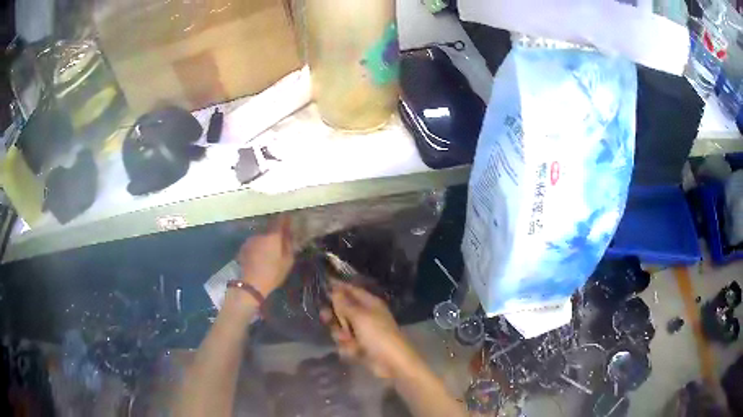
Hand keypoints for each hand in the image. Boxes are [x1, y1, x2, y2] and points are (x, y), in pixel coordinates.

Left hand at [237, 215, 293, 296]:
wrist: (250, 284)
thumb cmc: (272, 273)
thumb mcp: (287, 262)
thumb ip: (289, 246)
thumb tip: (289, 235)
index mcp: (273, 236)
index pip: (280, 221)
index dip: (285, 219)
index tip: (289, 217)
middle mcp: (261, 234)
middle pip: (269, 228)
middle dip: (275, 231)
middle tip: (280, 238)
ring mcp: (250, 240)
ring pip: (261, 236)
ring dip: (266, 239)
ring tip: (269, 249)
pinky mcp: (243, 247)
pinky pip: (254, 243)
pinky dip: (258, 246)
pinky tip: (259, 254)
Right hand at [321, 282, 418, 378]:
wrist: (392, 363)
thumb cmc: (378, 335)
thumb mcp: (359, 316)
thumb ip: (345, 304)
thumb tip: (334, 289)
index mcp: (370, 304)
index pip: (351, 290)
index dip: (338, 287)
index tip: (323, 285)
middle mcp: (366, 316)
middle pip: (343, 310)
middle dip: (334, 316)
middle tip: (326, 318)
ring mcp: (363, 332)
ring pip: (341, 328)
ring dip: (341, 335)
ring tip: (347, 340)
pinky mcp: (360, 347)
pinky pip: (346, 343)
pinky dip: (348, 347)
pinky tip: (354, 351)